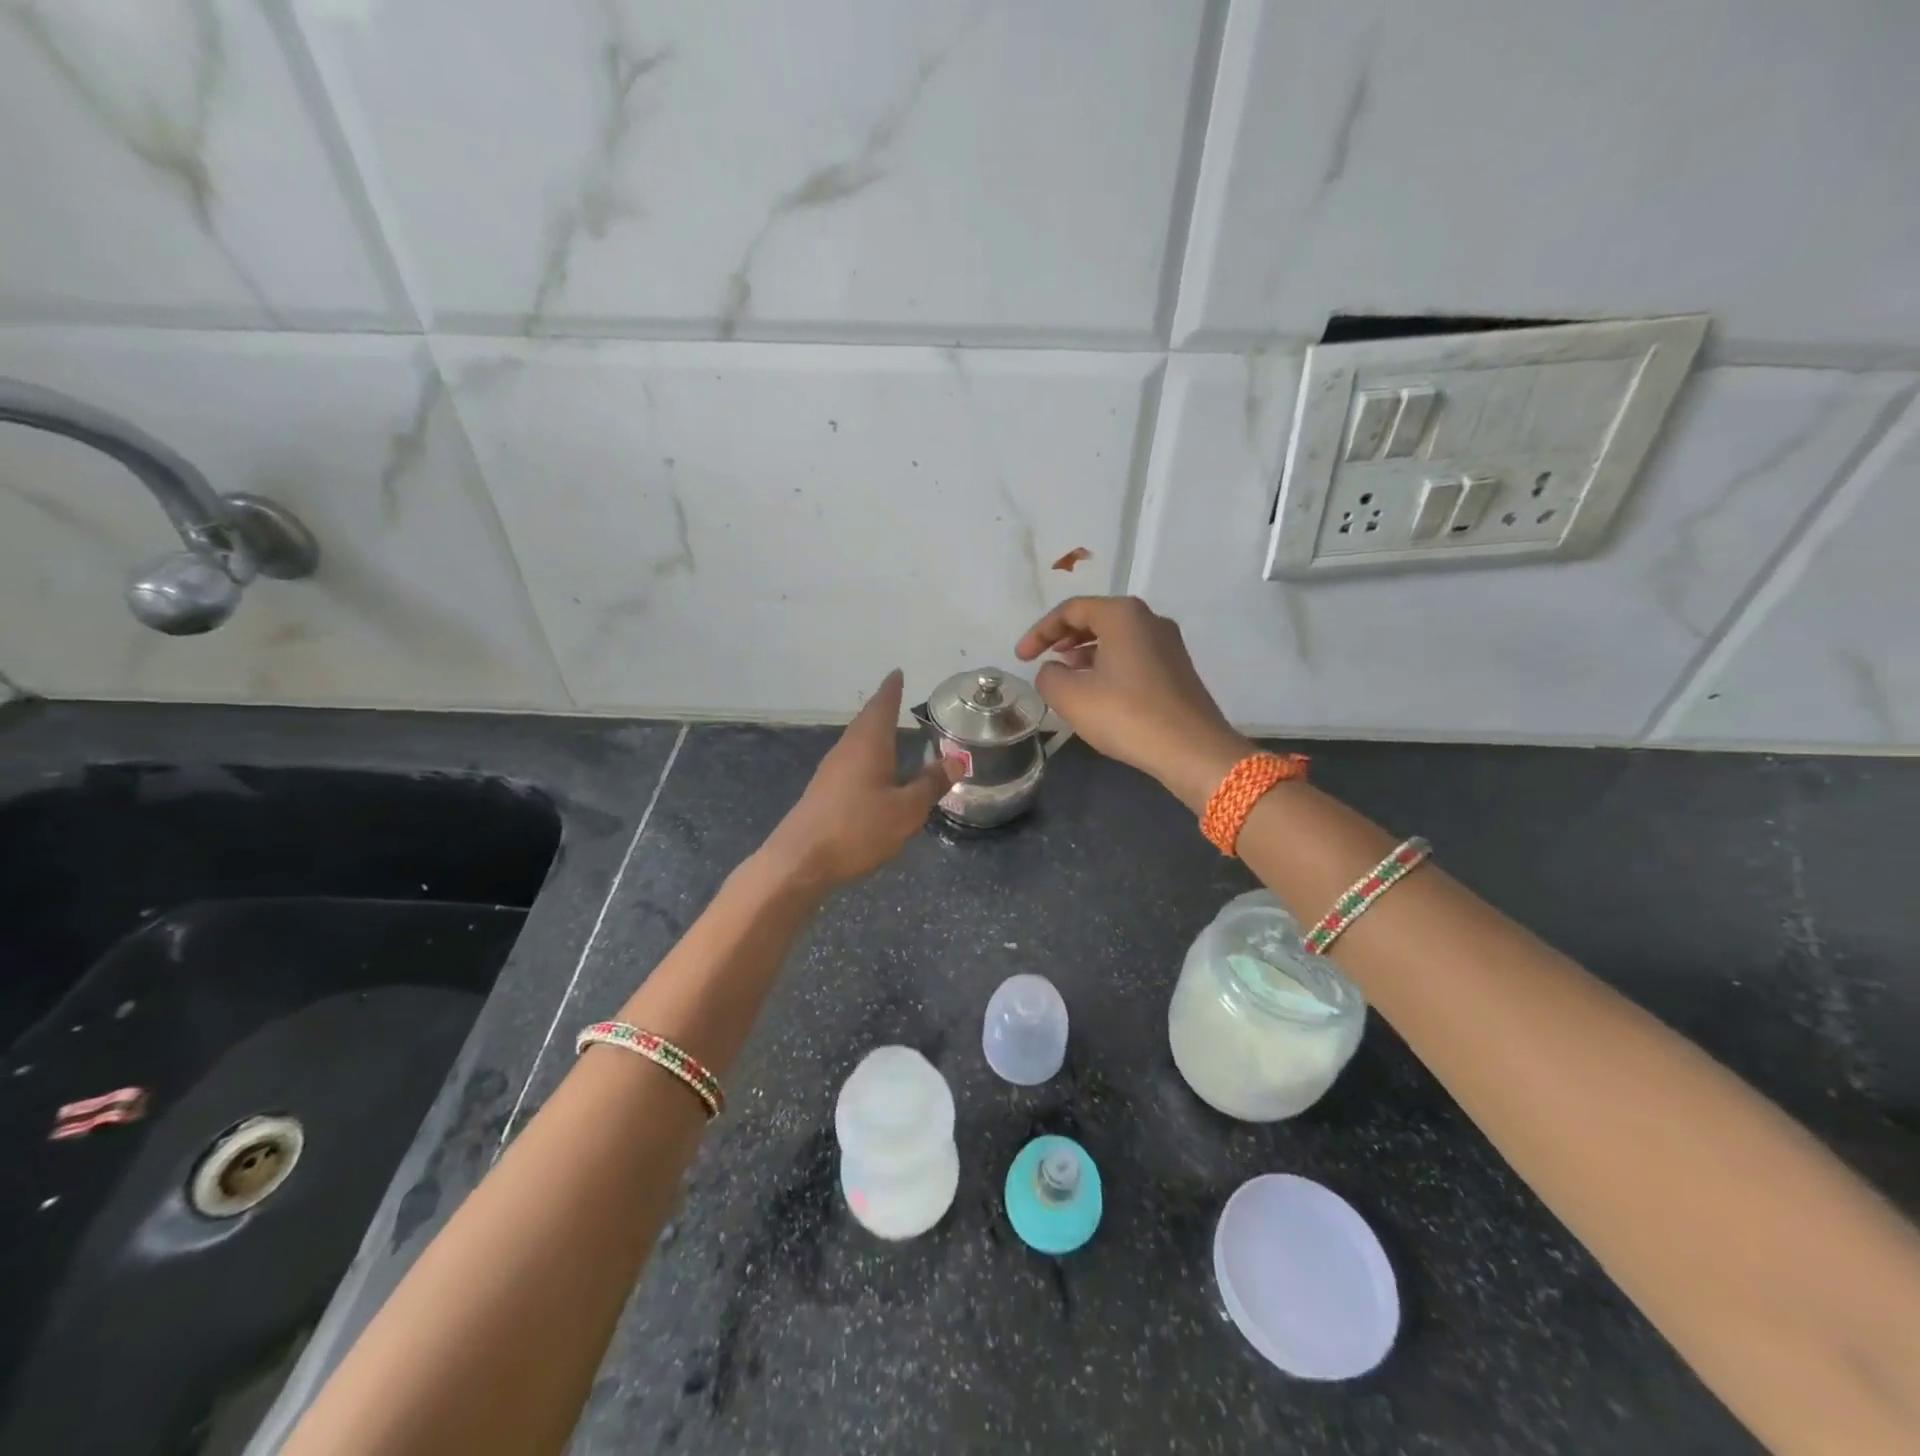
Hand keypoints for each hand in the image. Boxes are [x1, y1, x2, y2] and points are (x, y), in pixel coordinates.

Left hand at [761, 670, 960, 891]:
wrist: (800, 861)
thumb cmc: (857, 829)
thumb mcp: (906, 810)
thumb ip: (930, 784)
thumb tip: (956, 758)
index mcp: (868, 744)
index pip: (882, 706)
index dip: (892, 689)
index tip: (897, 673)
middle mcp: (847, 749)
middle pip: (866, 721)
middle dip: (882, 709)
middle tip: (897, 699)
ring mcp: (830, 771)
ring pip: (857, 742)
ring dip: (873, 734)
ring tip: (890, 733)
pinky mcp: (823, 792)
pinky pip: (850, 762)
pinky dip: (866, 756)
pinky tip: (873, 772)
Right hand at [1016, 595, 1249, 809]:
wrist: (1191, 750)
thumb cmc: (1126, 715)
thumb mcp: (1071, 697)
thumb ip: (1048, 677)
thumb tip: (1052, 671)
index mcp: (1123, 614)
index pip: (1071, 610)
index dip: (1040, 632)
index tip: (1021, 657)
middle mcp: (1149, 619)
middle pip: (1097, 617)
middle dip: (1064, 637)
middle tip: (1042, 657)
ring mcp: (1169, 644)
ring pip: (1117, 637)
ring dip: (1086, 651)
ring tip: (1066, 673)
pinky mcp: (1177, 669)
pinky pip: (1133, 655)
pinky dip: (1108, 664)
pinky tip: (1097, 690)